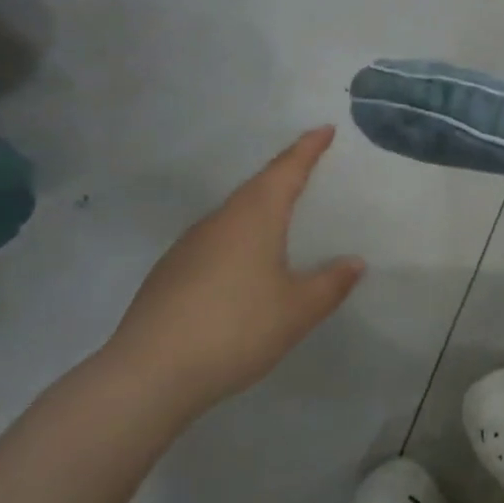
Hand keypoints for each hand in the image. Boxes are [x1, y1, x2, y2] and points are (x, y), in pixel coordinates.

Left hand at [101, 127, 362, 418]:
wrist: (147, 374)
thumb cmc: (235, 329)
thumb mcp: (297, 310)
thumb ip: (330, 284)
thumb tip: (355, 262)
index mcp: (255, 216)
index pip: (287, 169)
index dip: (308, 148)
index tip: (324, 128)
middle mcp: (221, 219)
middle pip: (257, 186)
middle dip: (284, 173)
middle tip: (307, 166)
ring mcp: (189, 244)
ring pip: (233, 213)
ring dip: (258, 206)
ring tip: (279, 216)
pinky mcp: (169, 272)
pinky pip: (214, 240)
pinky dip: (236, 237)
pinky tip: (241, 266)